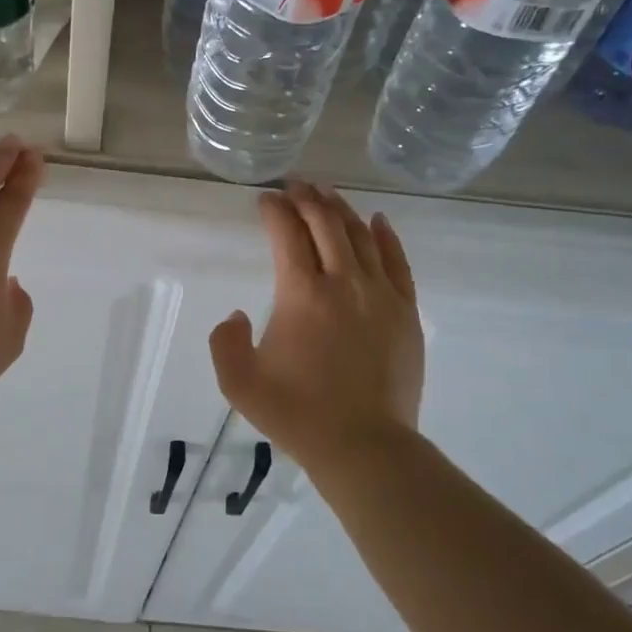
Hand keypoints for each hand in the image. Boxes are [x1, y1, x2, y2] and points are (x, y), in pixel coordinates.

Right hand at [209, 180, 424, 467]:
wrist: (364, 447)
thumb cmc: (297, 414)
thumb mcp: (238, 383)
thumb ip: (225, 341)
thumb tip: (236, 315)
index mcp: (302, 294)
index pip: (287, 234)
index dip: (274, 210)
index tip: (264, 199)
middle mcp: (343, 282)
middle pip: (326, 224)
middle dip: (307, 197)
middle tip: (293, 184)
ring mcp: (381, 295)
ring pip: (362, 235)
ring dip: (341, 209)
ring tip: (326, 194)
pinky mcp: (406, 312)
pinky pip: (398, 262)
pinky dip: (386, 236)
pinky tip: (378, 220)